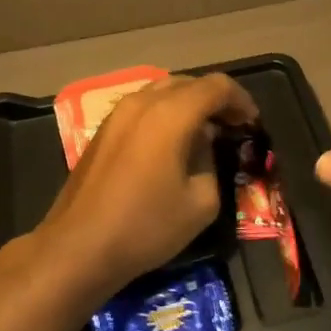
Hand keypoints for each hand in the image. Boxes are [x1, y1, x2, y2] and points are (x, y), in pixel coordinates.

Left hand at [36, 72, 259, 297]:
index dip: (241, 100)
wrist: (78, 248)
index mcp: (172, 113)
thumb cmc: (146, 226)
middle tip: (232, 126)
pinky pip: (144, 106)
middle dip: (215, 100)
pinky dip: (166, 113)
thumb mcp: (201, 202)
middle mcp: (144, 102)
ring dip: (189, 104)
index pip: (217, 86)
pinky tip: (172, 142)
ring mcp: (118, 113)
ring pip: (164, 91)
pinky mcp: (104, 129)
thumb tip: (202, 145)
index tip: (252, 123)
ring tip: (204, 132)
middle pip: (189, 83)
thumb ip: (211, 162)